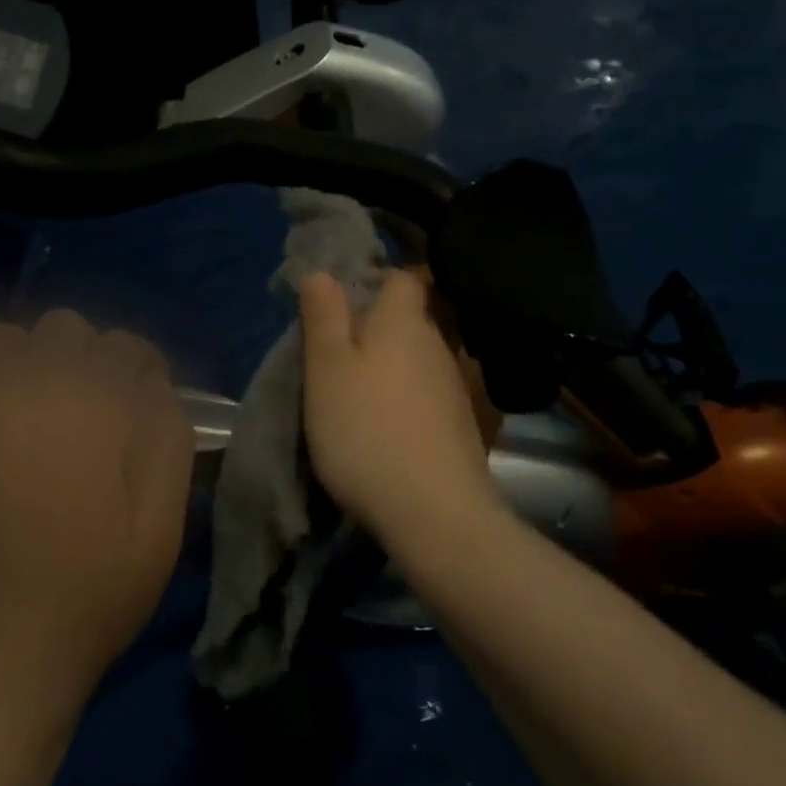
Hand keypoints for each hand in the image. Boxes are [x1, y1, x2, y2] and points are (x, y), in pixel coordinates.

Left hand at [0, 300, 195, 705]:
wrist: (2, 664)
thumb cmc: (94, 593)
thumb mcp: (162, 521)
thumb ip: (168, 436)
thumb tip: (153, 379)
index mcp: (86, 411)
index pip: (124, 349)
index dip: (141, 369)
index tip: (143, 401)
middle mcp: (19, 396)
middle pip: (63, 331)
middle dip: (88, 358)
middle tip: (92, 410)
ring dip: (22, 351)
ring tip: (35, 389)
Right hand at [297, 269, 501, 541]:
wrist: (434, 513)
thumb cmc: (366, 430)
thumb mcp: (327, 369)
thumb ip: (325, 317)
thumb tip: (323, 272)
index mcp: (404, 322)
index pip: (402, 278)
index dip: (375, 280)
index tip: (344, 301)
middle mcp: (437, 344)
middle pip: (408, 320)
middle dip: (377, 328)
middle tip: (338, 352)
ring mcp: (455, 386)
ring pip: (417, 359)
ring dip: (391, 367)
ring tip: (357, 394)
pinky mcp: (462, 425)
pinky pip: (428, 395)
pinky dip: (407, 400)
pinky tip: (388, 426)